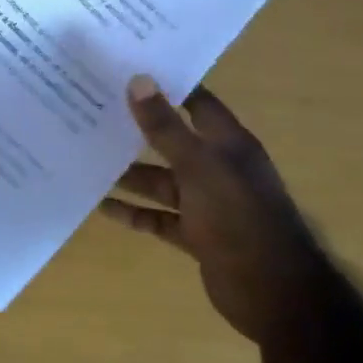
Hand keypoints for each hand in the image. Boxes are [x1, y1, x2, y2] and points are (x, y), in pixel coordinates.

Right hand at [101, 77, 307, 343]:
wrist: (274, 294)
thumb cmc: (239, 217)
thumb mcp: (199, 167)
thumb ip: (166, 128)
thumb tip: (139, 79)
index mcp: (227, 143)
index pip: (196, 102)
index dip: (167, 86)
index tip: (128, 69)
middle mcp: (218, 168)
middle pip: (173, 141)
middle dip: (138, 129)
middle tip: (95, 110)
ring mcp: (207, 203)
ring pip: (162, 181)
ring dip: (130, 173)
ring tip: (87, 157)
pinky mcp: (197, 235)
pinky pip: (159, 217)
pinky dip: (134, 212)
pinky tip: (102, 206)